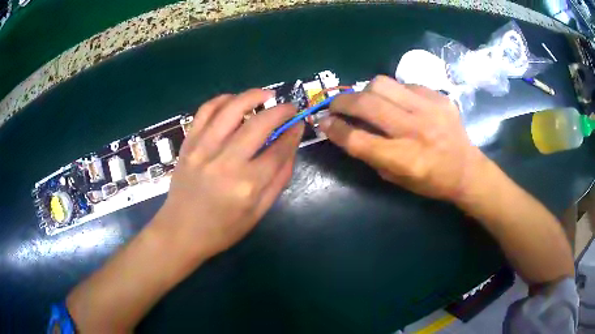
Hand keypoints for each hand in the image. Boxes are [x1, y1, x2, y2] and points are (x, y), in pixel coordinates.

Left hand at [154, 89, 302, 259]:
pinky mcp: (188, 143)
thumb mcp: (258, 213)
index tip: (299, 124)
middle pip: (260, 124)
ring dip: (253, 95)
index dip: (293, 133)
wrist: (180, 231)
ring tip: (266, 95)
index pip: (279, 150)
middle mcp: (226, 162)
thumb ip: (278, 179)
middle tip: (289, 107)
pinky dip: (223, 100)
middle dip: (280, 111)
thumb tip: (290, 146)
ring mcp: (203, 149)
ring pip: (232, 109)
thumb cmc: (222, 229)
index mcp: (247, 185)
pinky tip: (234, 101)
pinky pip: (205, 111)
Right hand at [320, 75, 483, 200]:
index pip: (358, 140)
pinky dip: (392, 92)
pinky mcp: (438, 97)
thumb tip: (347, 130)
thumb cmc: (431, 182)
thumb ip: (371, 154)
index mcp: (404, 159)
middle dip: (342, 102)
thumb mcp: (397, 179)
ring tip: (366, 101)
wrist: (467, 170)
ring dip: (365, 91)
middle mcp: (415, 130)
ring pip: (381, 84)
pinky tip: (396, 102)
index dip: (334, 129)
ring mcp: (429, 109)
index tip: (323, 122)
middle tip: (336, 105)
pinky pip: (404, 84)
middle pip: (366, 105)